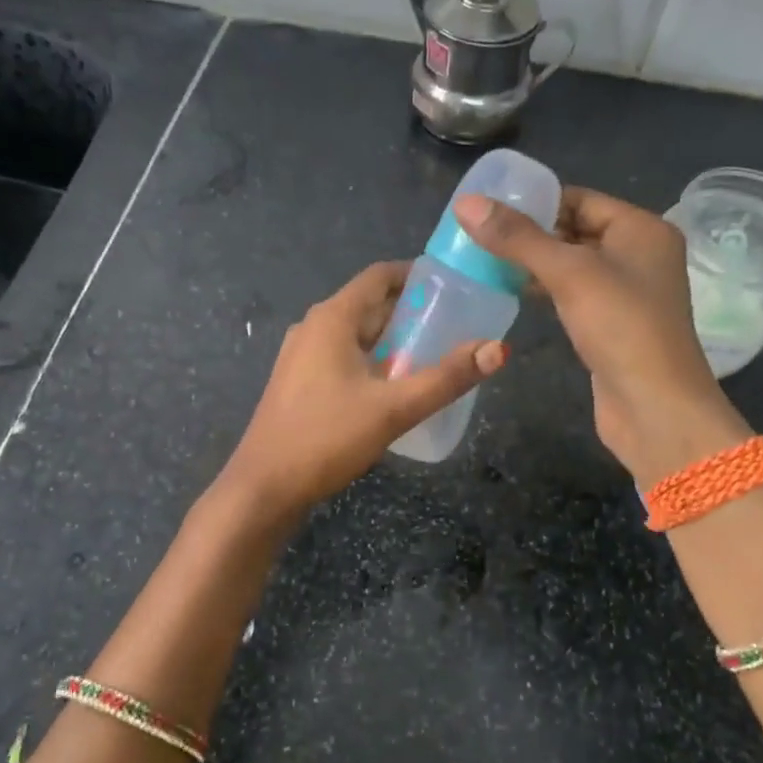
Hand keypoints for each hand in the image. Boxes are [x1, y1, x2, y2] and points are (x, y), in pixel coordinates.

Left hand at [218, 260, 507, 519]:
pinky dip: (374, 361)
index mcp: (332, 318)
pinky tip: (396, 387)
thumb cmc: (326, 437)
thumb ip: (446, 378)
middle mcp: (314, 327)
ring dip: (394, 340)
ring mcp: (302, 356)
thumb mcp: (394, 408)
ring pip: (358, 335)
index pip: (380, 276)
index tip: (456, 287)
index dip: (418, 275)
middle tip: (457, 327)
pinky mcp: (300, 383)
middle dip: (413, 312)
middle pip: (371, 305)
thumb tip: (498, 349)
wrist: (264, 487)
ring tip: (435, 356)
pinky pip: (344, 357)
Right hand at [456, 187, 748, 485]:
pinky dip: (545, 291)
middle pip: (575, 230)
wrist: (654, 406)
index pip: (580, 199)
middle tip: (479, 236)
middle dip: (530, 234)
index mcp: (642, 229)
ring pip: (572, 265)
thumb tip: (466, 203)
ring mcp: (627, 293)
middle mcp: (639, 255)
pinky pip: (573, 295)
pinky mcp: (612, 325)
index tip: (489, 208)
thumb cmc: (620, 327)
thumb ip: (517, 237)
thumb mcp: (568, 273)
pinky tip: (512, 293)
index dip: (535, 201)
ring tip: (485, 261)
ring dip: (534, 264)